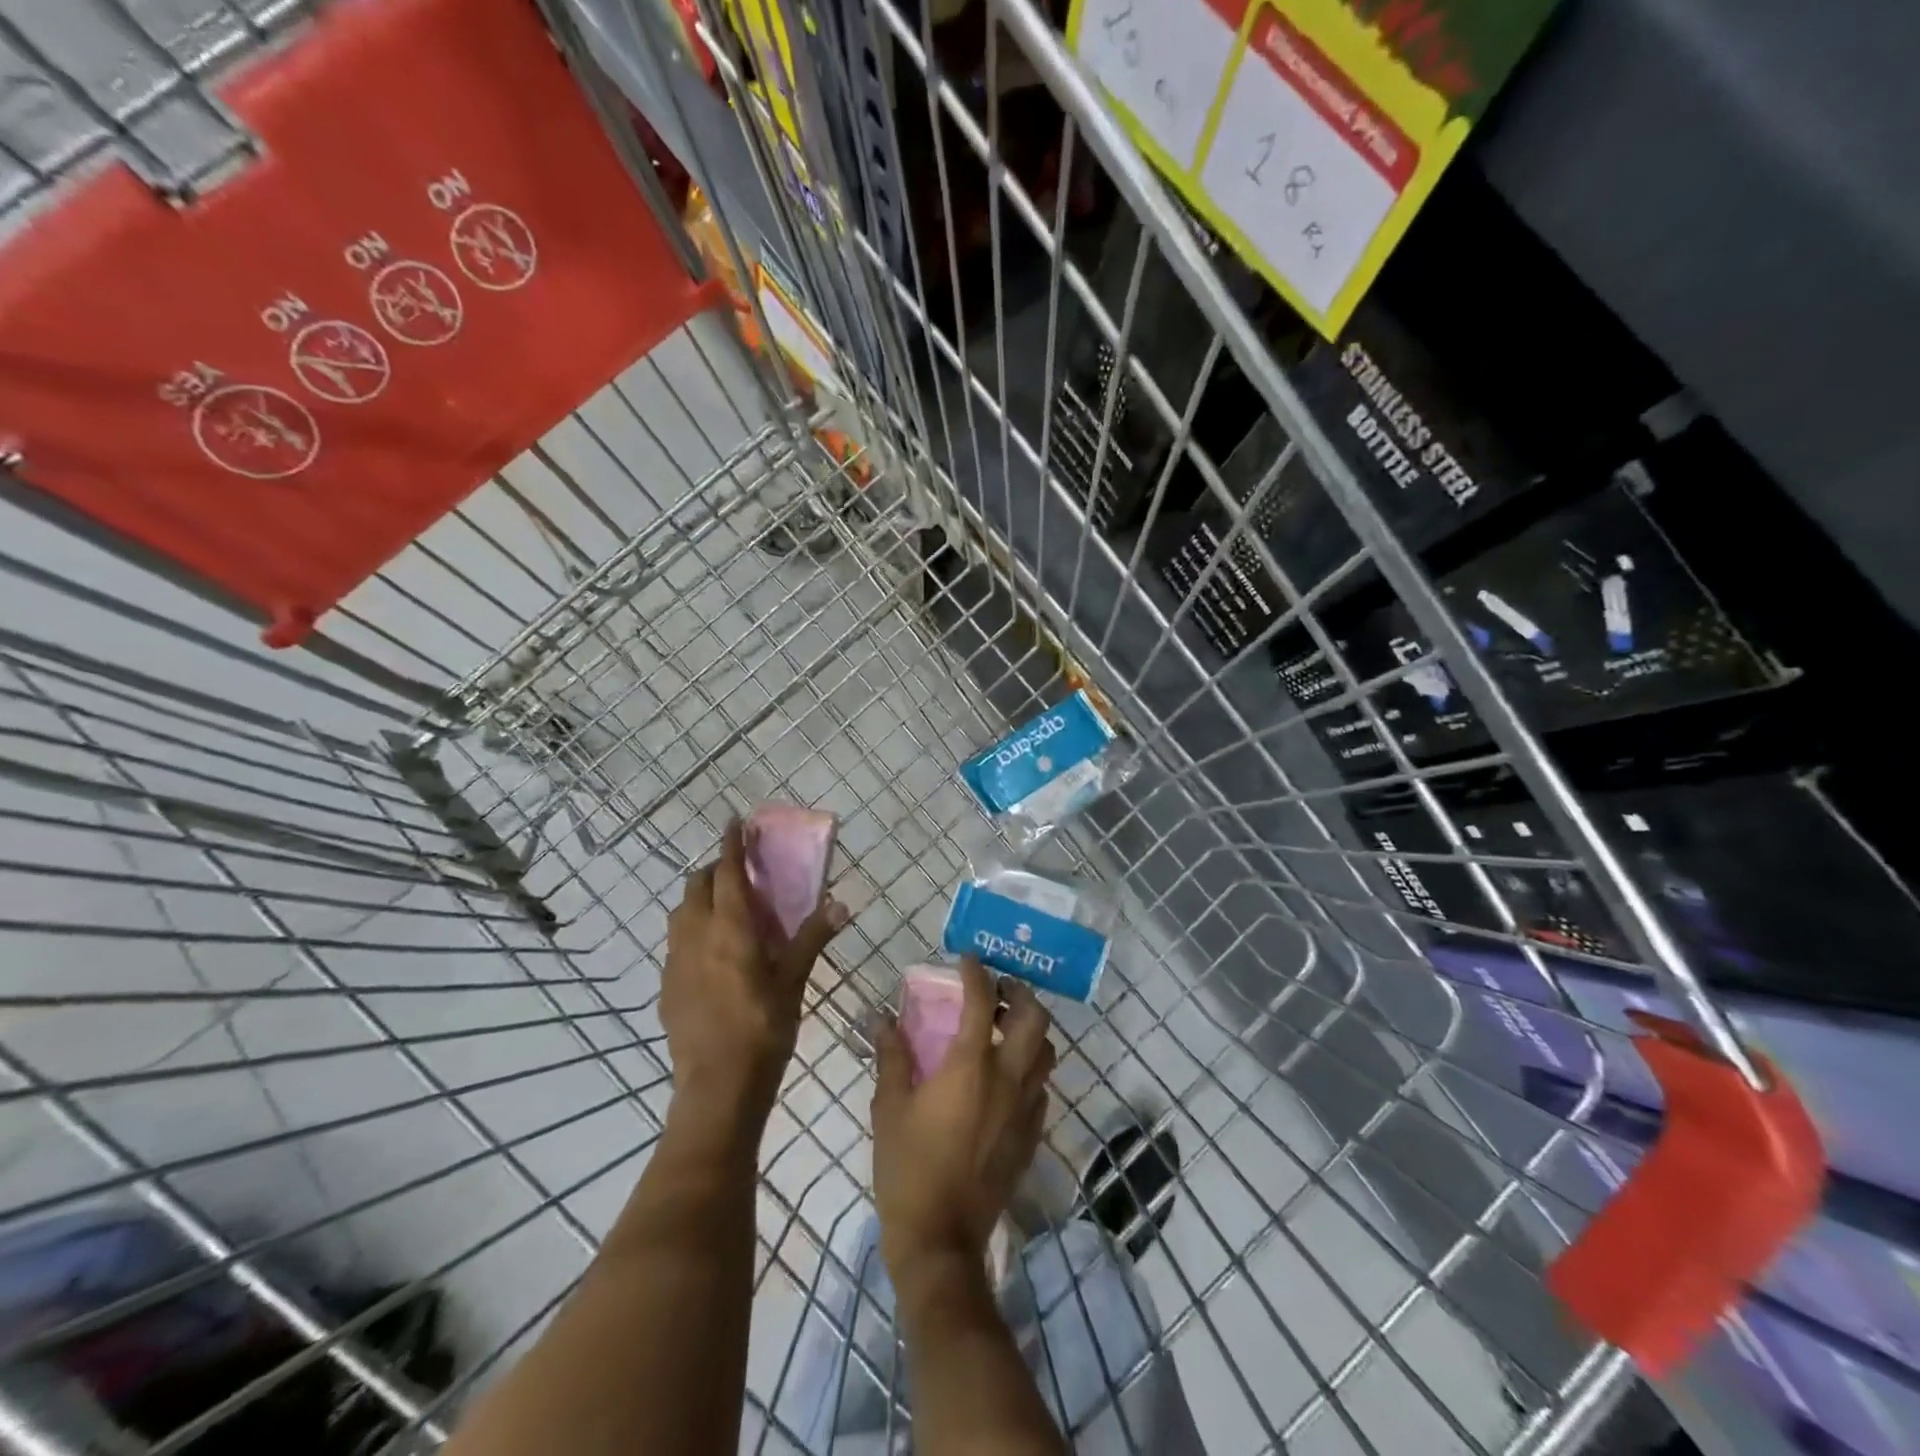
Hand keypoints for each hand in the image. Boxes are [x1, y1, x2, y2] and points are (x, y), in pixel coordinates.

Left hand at [661, 821, 845, 1135]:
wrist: (717, 1087)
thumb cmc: (764, 1028)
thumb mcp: (794, 981)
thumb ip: (812, 938)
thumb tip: (841, 903)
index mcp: (730, 929)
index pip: (727, 872)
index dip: (731, 844)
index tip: (734, 821)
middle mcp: (695, 936)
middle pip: (696, 886)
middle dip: (714, 870)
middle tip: (739, 873)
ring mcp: (675, 962)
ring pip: (680, 913)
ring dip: (699, 899)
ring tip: (726, 910)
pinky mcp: (667, 986)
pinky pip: (676, 943)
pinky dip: (692, 930)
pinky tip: (712, 954)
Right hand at [871, 959, 1055, 1284]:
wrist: (940, 1239)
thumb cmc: (907, 1168)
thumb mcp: (889, 1107)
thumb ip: (891, 1056)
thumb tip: (882, 1017)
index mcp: (970, 1066)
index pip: (983, 1002)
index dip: (976, 973)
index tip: (968, 959)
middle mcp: (1008, 1079)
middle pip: (1035, 1019)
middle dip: (1020, 994)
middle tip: (997, 990)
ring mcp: (1025, 1108)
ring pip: (1046, 1051)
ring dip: (1031, 1029)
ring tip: (1005, 1027)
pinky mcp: (1031, 1134)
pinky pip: (1042, 1086)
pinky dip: (1030, 1067)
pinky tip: (1007, 1075)